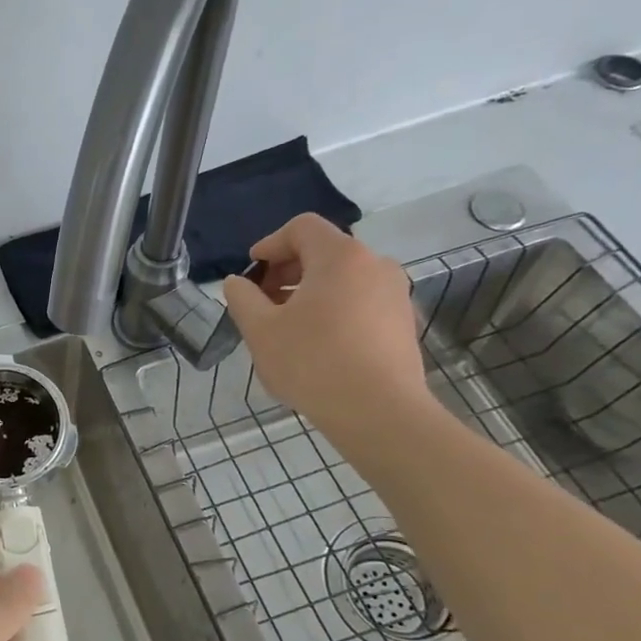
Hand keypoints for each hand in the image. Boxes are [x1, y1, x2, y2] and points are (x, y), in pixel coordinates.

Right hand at [221, 212, 430, 437]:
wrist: (379, 413)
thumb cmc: (312, 362)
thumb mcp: (260, 329)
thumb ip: (242, 298)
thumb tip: (237, 282)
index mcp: (340, 257)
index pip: (302, 228)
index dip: (270, 243)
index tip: (251, 271)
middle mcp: (374, 265)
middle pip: (324, 251)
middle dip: (287, 269)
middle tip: (262, 300)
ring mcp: (395, 294)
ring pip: (343, 278)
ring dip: (309, 291)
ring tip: (286, 325)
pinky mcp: (402, 323)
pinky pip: (361, 301)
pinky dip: (334, 309)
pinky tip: (316, 343)